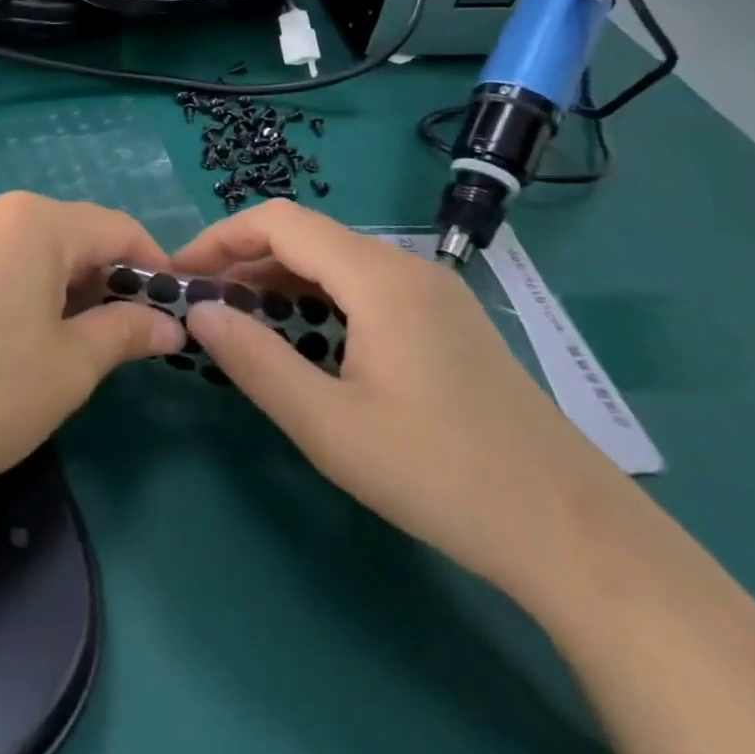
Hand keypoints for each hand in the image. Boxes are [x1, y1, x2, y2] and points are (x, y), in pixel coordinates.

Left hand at [0, 193, 184, 508]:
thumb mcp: (72, 366)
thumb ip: (126, 332)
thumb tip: (169, 325)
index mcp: (36, 220)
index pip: (117, 228)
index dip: (153, 265)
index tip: (173, 309)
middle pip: (74, 231)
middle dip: (108, 276)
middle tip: (127, 333)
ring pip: (34, 245)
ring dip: (67, 282)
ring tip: (77, 337)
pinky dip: (27, 284)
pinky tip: (24, 331)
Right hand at [176, 201, 636, 602]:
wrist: (573, 532)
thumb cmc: (440, 474)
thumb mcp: (329, 426)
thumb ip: (254, 361)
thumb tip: (198, 311)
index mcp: (377, 277)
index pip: (278, 221)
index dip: (220, 238)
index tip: (181, 274)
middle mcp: (404, 266)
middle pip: (305, 236)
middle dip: (244, 260)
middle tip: (203, 305)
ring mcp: (431, 290)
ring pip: (334, 261)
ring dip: (279, 280)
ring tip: (241, 322)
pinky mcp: (444, 318)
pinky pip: (363, 286)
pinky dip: (317, 298)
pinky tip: (304, 338)